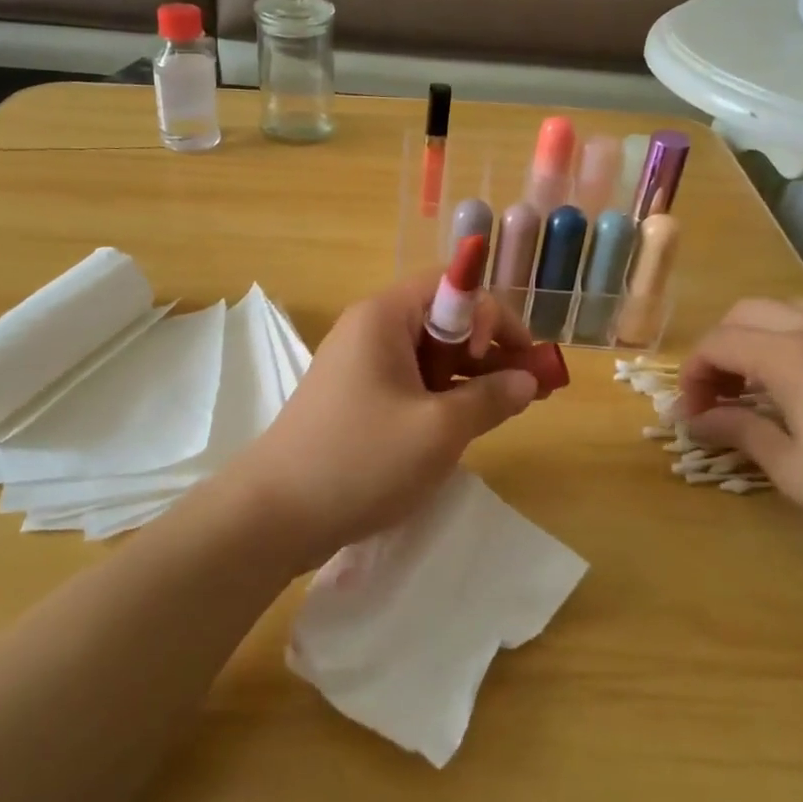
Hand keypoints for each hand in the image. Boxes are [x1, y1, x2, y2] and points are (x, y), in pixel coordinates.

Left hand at [225, 274, 540, 570]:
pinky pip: (412, 383)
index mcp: (384, 317)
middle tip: (528, 388)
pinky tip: (467, 424)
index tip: (521, 359)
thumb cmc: (360, 460)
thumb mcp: (439, 431)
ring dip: (471, 375)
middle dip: (490, 348)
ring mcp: (361, 366)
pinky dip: (444, 397)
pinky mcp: (357, 400)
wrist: (274, 515)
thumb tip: (528, 380)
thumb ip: (490, 399)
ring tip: (509, 408)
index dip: (493, 314)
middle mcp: (371, 330)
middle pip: (443, 319)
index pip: (452, 285)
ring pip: (430, 355)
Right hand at [674, 298, 802, 576]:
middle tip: (723, 391)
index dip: (694, 371)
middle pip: (752, 312)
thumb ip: (739, 431)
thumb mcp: (793, 469)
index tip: (693, 409)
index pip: (720, 343)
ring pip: (800, 308)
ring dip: (768, 335)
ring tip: (769, 379)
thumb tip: (697, 419)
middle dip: (724, 346)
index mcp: (793, 357)